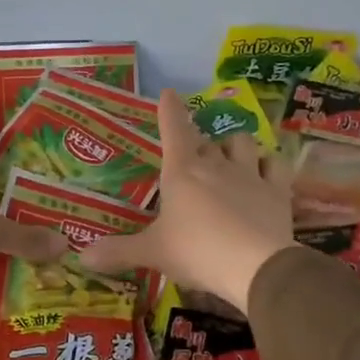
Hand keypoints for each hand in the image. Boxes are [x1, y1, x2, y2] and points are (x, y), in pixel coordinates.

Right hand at [82, 89, 295, 314]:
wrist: (255, 266)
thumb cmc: (197, 251)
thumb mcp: (153, 253)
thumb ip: (119, 251)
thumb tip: (81, 257)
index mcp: (182, 171)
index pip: (173, 129)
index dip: (169, 110)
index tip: (169, 93)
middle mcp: (216, 165)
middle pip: (206, 140)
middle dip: (199, 143)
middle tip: (193, 157)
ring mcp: (250, 174)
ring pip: (242, 143)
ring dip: (234, 146)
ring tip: (230, 157)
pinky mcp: (277, 190)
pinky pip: (275, 165)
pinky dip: (269, 164)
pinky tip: (266, 171)